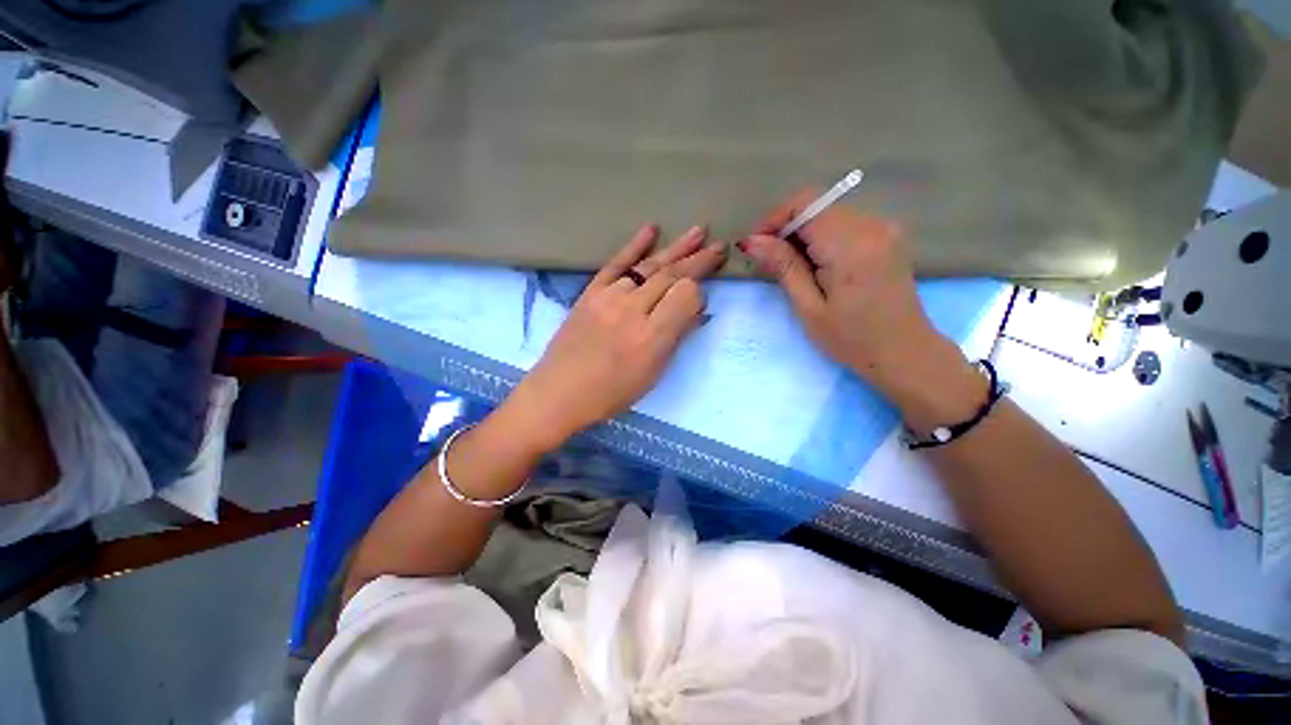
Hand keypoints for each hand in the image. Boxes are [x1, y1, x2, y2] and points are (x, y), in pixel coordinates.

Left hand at [503, 224, 725, 451]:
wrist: (559, 392)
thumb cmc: (612, 393)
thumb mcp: (653, 374)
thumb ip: (676, 337)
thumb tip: (696, 309)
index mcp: (651, 336)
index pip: (686, 296)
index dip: (699, 292)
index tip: (703, 297)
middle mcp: (631, 309)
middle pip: (671, 275)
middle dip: (698, 260)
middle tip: (719, 246)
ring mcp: (608, 297)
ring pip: (648, 266)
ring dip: (675, 250)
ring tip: (698, 232)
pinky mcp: (590, 292)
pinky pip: (616, 263)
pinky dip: (634, 245)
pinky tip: (652, 229)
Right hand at [738, 192, 980, 422]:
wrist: (904, 353)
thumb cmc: (851, 339)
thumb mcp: (809, 308)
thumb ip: (783, 266)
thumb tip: (752, 241)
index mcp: (851, 244)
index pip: (804, 204)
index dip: (773, 219)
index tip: (755, 247)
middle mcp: (872, 225)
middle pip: (816, 206)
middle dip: (786, 229)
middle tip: (769, 263)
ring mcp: (884, 228)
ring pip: (828, 214)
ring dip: (802, 235)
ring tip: (791, 268)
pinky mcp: (887, 236)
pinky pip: (844, 224)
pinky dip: (822, 238)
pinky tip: (816, 266)